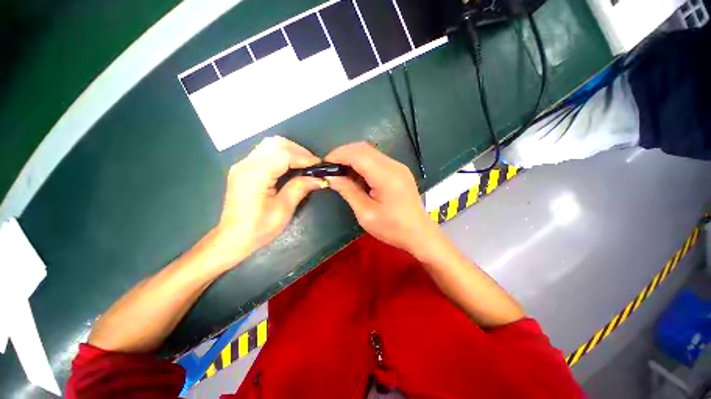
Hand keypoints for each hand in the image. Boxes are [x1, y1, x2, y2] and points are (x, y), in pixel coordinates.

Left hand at [210, 137, 325, 267]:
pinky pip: (266, 152)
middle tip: (312, 165)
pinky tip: (291, 166)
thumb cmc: (259, 228)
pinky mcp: (244, 169)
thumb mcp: (283, 209)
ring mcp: (243, 165)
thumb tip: (320, 178)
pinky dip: (282, 155)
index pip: (283, 153)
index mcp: (255, 174)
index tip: (319, 165)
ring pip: (271, 145)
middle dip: (298, 151)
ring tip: (304, 165)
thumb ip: (300, 188)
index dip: (304, 157)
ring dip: (291, 151)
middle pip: (276, 143)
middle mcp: (246, 164)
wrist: (233, 238)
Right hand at [325, 142, 444, 260]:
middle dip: (343, 154)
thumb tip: (330, 176)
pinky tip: (357, 177)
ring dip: (352, 158)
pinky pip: (376, 160)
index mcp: (386, 176)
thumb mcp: (366, 213)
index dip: (338, 155)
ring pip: (369, 152)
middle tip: (331, 169)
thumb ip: (348, 191)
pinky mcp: (399, 171)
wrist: (419, 234)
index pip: (357, 154)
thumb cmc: (392, 228)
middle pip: (363, 148)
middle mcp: (393, 165)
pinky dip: (362, 163)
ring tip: (341, 174)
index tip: (324, 165)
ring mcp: (398, 166)